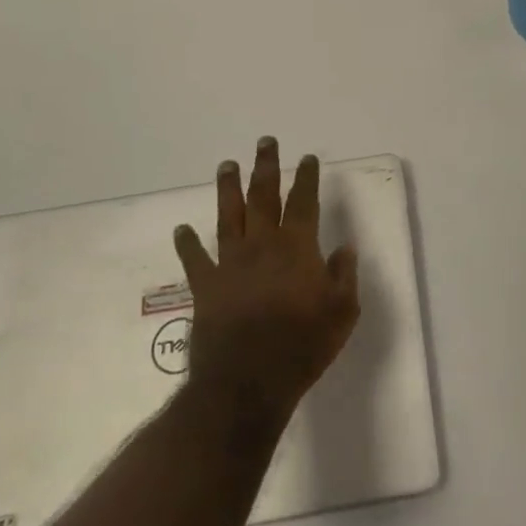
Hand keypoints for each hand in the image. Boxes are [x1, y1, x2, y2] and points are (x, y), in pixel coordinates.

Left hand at [173, 139, 360, 427]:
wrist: (247, 383)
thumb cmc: (302, 347)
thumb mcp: (342, 313)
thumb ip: (344, 275)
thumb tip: (344, 248)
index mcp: (297, 248)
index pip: (303, 202)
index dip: (307, 178)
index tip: (308, 158)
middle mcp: (262, 245)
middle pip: (263, 197)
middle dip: (266, 168)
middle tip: (265, 142)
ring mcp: (230, 264)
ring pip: (228, 216)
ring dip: (228, 189)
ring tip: (227, 165)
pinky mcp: (206, 287)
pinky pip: (194, 259)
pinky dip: (187, 243)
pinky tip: (181, 230)